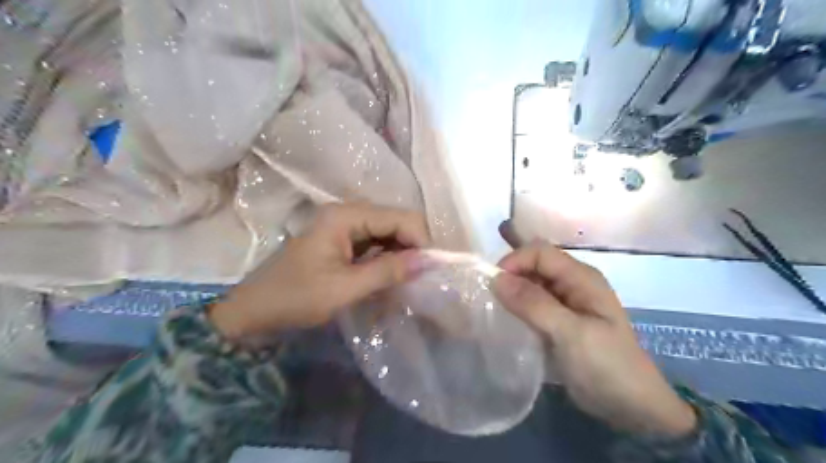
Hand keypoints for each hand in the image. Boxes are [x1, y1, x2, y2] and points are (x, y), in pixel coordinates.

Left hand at [209, 204, 432, 340]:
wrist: (254, 310)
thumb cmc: (294, 298)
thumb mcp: (344, 288)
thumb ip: (387, 272)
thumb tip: (429, 260)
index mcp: (346, 215)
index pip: (401, 217)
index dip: (421, 240)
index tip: (432, 270)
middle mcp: (348, 212)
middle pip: (397, 221)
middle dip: (414, 247)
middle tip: (423, 278)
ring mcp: (345, 225)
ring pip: (389, 233)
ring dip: (403, 254)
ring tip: (410, 280)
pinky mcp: (344, 240)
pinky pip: (377, 243)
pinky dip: (388, 259)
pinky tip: (392, 277)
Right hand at [493, 242, 691, 437]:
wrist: (630, 407)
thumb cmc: (605, 366)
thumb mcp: (570, 333)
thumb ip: (533, 304)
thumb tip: (496, 279)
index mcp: (581, 277)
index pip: (540, 252)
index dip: (514, 261)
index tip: (493, 285)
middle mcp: (573, 283)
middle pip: (535, 265)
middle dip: (511, 275)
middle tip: (489, 297)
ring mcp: (567, 302)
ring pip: (532, 284)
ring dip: (513, 292)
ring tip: (494, 308)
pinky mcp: (559, 321)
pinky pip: (533, 304)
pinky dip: (518, 307)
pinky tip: (508, 320)